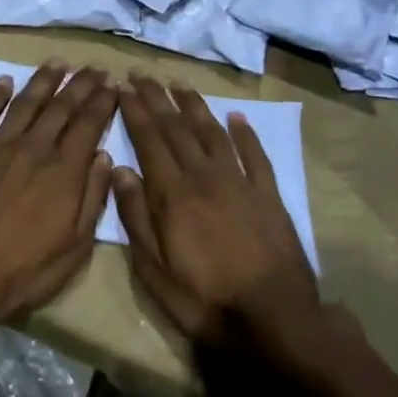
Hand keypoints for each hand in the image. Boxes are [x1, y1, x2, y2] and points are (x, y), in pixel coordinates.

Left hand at [0, 62, 116, 328]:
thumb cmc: (25, 270)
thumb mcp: (75, 247)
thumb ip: (92, 198)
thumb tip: (104, 157)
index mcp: (64, 171)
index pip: (89, 124)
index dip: (102, 101)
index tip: (112, 84)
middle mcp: (34, 148)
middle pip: (61, 107)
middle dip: (80, 85)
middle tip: (93, 68)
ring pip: (25, 103)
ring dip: (43, 80)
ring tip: (57, 63)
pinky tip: (4, 80)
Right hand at [113, 75, 354, 366]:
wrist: (277, 322)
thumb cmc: (206, 303)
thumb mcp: (155, 272)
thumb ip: (135, 218)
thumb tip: (120, 170)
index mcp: (173, 194)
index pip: (149, 140)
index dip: (134, 111)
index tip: (122, 87)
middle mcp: (204, 176)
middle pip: (176, 127)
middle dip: (156, 97)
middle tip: (142, 74)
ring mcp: (239, 183)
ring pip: (212, 132)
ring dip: (194, 105)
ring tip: (179, 84)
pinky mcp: (269, 195)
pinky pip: (255, 155)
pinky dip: (245, 133)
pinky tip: (237, 117)